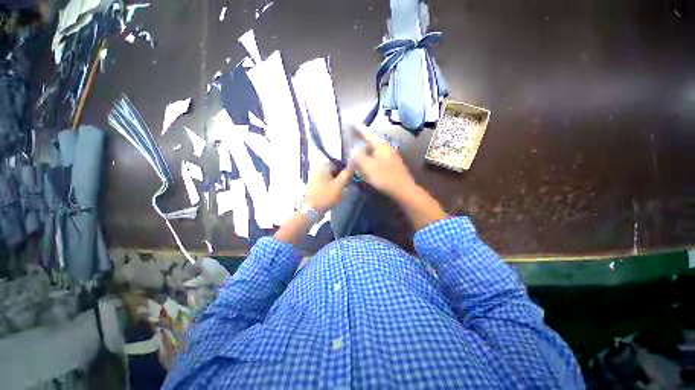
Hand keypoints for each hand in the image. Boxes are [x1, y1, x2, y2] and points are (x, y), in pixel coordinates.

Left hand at [304, 163, 354, 212]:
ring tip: (343, 190)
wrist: (311, 210)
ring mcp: (315, 177)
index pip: (338, 163)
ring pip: (331, 176)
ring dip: (338, 182)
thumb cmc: (326, 196)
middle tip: (348, 185)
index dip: (346, 169)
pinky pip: (326, 182)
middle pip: (334, 169)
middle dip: (342, 176)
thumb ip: (347, 174)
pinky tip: (336, 193)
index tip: (351, 177)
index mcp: (323, 166)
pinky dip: (332, 186)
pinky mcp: (315, 185)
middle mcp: (318, 169)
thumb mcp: (339, 185)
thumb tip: (352, 163)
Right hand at [351, 124, 415, 198]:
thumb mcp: (368, 167)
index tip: (350, 122)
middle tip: (351, 144)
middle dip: (360, 142)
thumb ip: (358, 157)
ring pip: (373, 151)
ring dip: (365, 153)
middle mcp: (386, 148)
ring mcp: (389, 156)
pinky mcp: (391, 164)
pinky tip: (366, 167)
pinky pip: (377, 158)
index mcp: (381, 145)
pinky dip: (370, 160)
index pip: (367, 133)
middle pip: (370, 142)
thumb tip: (352, 149)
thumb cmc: (385, 177)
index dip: (358, 128)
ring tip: (356, 158)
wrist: (403, 189)